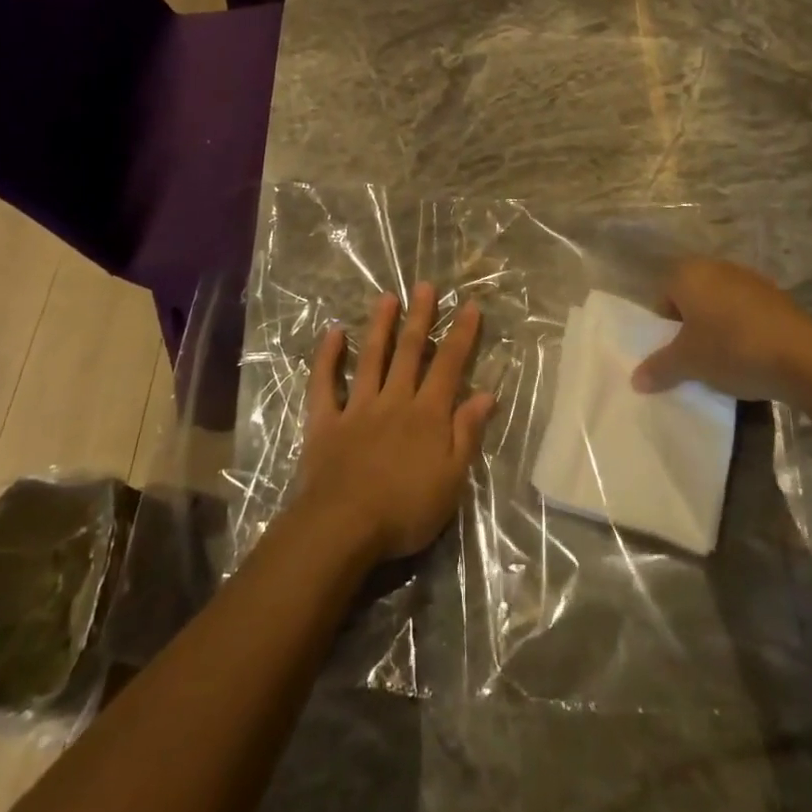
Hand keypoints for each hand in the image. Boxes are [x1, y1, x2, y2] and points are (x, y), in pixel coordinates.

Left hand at [295, 284, 495, 561]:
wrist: (343, 526)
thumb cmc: (405, 510)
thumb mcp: (451, 479)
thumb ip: (467, 433)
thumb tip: (486, 393)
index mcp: (427, 414)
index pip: (449, 365)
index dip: (461, 334)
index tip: (470, 305)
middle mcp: (394, 400)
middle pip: (410, 352)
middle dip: (420, 317)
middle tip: (424, 286)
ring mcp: (357, 407)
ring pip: (370, 358)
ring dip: (380, 326)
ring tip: (386, 297)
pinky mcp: (325, 422)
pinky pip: (324, 384)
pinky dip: (327, 358)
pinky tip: (332, 333)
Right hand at [632, 256, 811, 400]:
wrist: (804, 357)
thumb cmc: (732, 349)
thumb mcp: (688, 363)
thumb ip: (659, 368)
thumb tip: (635, 380)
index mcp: (689, 273)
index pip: (663, 296)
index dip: (665, 327)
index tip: (675, 353)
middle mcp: (717, 267)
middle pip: (692, 298)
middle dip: (691, 326)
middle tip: (696, 358)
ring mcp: (750, 279)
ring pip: (720, 305)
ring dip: (718, 328)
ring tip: (725, 361)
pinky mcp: (777, 297)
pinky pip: (747, 312)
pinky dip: (744, 330)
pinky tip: (752, 357)